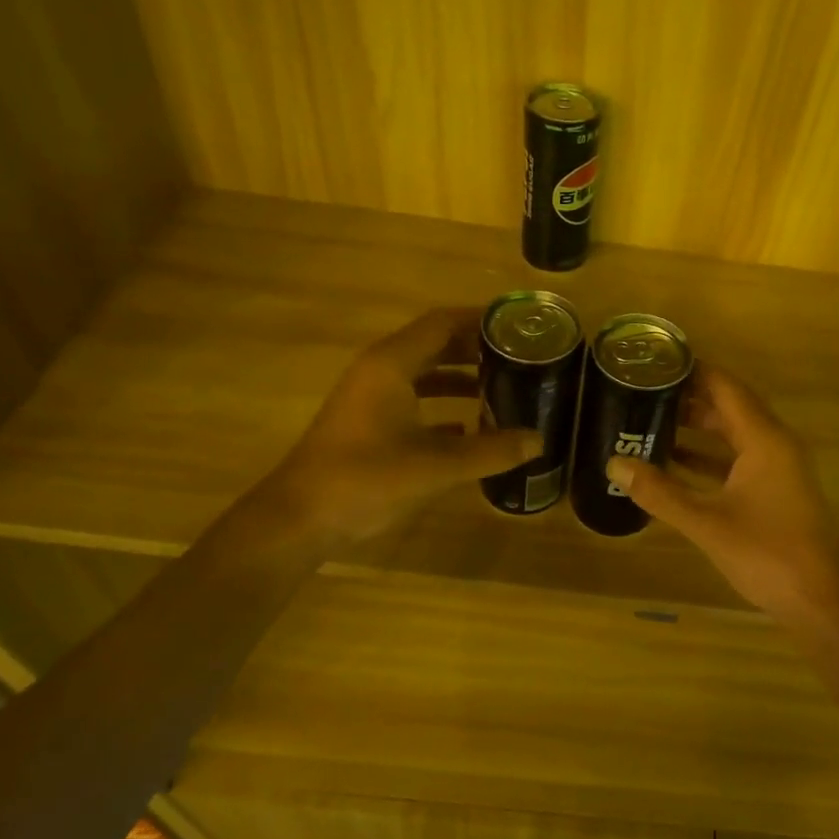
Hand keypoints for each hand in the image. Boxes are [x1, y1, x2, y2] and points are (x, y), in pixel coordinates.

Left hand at [269, 308, 541, 542]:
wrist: (298, 519)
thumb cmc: (365, 479)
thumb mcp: (436, 466)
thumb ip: (491, 451)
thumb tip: (539, 441)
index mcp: (392, 364)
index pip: (443, 323)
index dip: (481, 320)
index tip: (519, 326)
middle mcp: (380, 370)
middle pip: (435, 343)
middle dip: (476, 348)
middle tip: (520, 357)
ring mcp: (370, 396)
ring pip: (423, 372)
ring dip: (460, 376)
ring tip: (503, 387)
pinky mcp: (367, 421)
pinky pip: (412, 398)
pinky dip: (442, 403)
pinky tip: (470, 425)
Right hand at [605, 366, 838, 620]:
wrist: (820, 600)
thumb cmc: (766, 554)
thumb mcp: (706, 522)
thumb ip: (660, 492)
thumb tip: (614, 463)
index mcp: (763, 439)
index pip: (725, 387)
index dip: (693, 370)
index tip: (656, 361)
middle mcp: (774, 443)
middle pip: (730, 406)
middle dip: (690, 396)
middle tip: (646, 390)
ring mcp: (778, 466)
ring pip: (734, 432)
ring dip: (699, 426)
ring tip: (653, 418)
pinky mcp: (776, 488)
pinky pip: (739, 457)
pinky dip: (710, 455)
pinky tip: (676, 461)